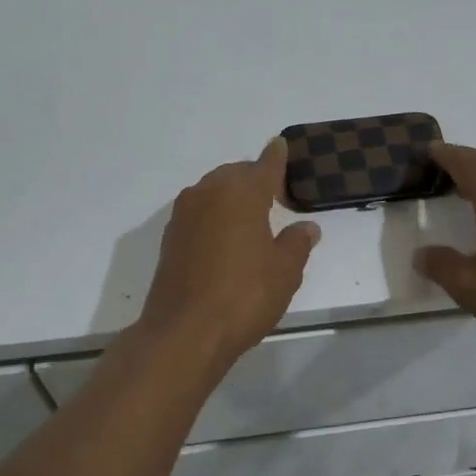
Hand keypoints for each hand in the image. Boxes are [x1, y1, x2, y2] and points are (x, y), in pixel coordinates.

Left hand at [138, 138, 320, 365]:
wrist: (185, 331)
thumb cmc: (244, 294)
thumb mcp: (285, 270)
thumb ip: (297, 243)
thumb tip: (306, 227)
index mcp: (241, 191)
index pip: (264, 165)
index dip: (276, 157)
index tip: (280, 145)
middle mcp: (209, 192)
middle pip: (235, 175)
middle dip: (254, 181)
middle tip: (275, 197)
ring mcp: (184, 214)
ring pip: (213, 193)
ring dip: (231, 199)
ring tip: (251, 220)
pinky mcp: (169, 238)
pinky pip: (199, 214)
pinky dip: (214, 218)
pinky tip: (226, 240)